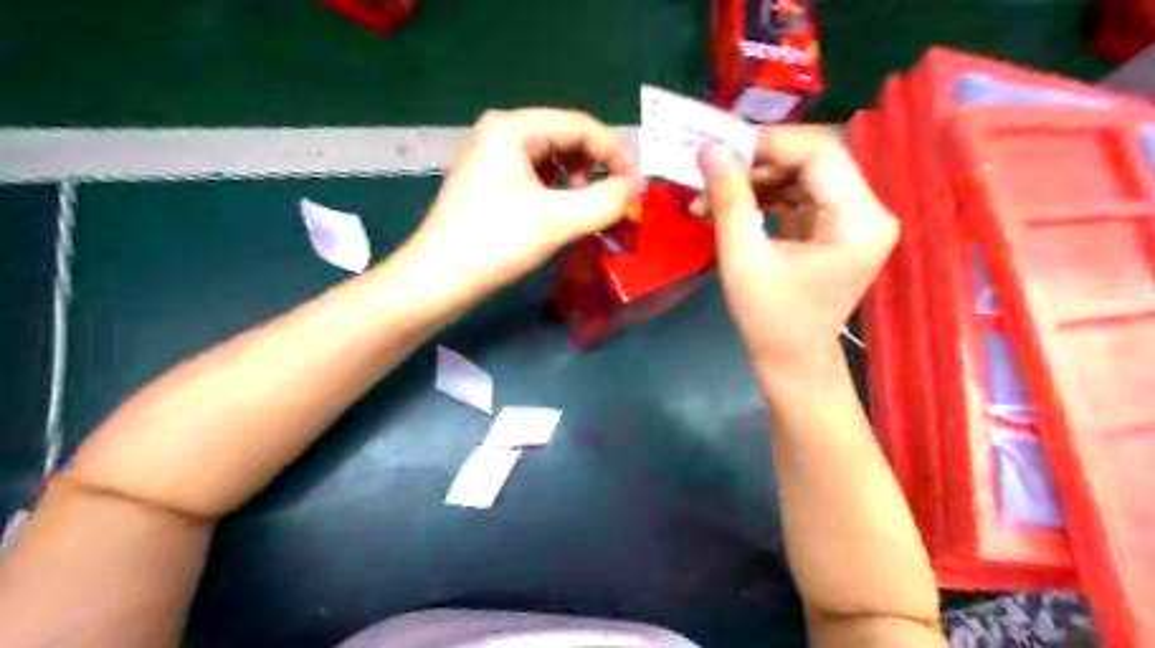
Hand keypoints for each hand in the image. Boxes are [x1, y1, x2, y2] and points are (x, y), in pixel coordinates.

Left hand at [406, 106, 645, 296]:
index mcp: (512, 128)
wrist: (437, 281)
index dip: (614, 151)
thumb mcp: (558, 221)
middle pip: (565, 137)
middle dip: (597, 165)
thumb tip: (641, 185)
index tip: (636, 185)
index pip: (579, 124)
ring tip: (591, 207)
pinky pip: (535, 176)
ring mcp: (491, 158)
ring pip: (551, 158)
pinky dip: (558, 191)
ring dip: (579, 179)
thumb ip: (606, 201)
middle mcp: (500, 133)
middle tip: (617, 197)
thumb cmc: (495, 244)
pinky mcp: (489, 183)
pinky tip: (565, 213)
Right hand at [688, 126, 895, 384]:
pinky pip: (798, 195)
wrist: (792, 362)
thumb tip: (708, 149)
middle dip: (756, 164)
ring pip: (801, 175)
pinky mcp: (833, 227)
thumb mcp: (743, 259)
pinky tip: (729, 206)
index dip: (769, 144)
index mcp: (860, 220)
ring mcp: (852, 219)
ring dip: (754, 181)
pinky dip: (762, 197)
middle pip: (813, 160)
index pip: (820, 153)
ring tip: (711, 196)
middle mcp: (868, 211)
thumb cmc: (770, 320)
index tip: (720, 151)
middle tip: (711, 174)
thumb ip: (729, 200)